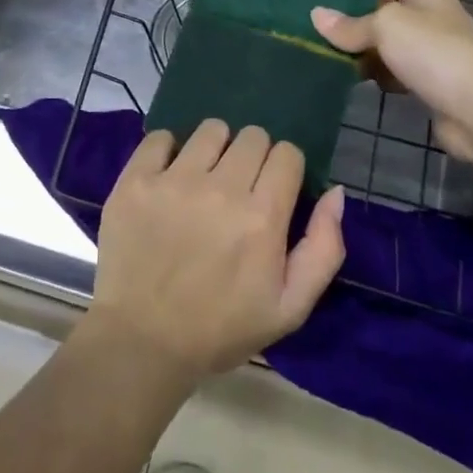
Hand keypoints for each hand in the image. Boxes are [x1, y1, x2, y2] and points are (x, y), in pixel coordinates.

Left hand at [87, 121, 344, 381]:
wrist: (142, 342)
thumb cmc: (220, 329)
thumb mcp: (289, 307)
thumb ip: (323, 248)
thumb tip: (335, 192)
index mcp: (262, 217)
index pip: (287, 154)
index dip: (285, 170)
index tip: (273, 190)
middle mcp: (220, 189)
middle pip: (253, 136)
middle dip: (253, 157)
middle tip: (239, 187)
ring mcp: (174, 180)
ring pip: (211, 130)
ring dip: (215, 148)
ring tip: (204, 179)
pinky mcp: (136, 179)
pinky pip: (160, 136)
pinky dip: (168, 151)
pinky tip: (168, 177)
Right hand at [310, 0, 472, 167]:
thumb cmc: (431, 50)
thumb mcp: (384, 26)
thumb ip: (350, 24)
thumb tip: (317, 16)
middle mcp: (436, 17)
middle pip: (400, 9)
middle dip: (370, 18)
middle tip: (337, 26)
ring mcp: (437, 52)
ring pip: (397, 43)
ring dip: (372, 50)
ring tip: (338, 54)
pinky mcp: (434, 84)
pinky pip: (401, 72)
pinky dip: (383, 76)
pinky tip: (362, 82)